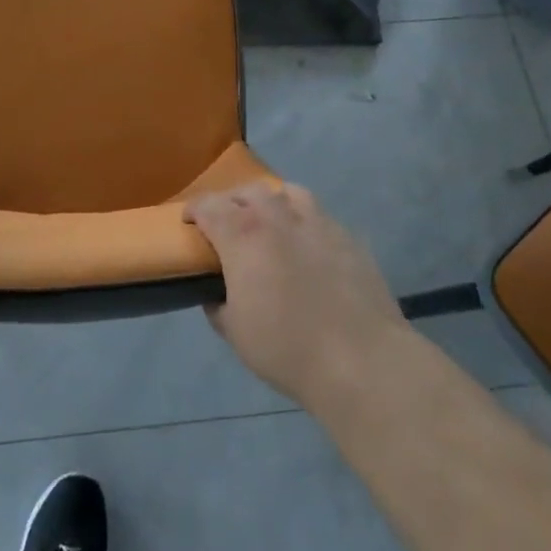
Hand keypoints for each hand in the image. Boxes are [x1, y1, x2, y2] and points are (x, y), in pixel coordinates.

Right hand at [186, 181, 412, 411]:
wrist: (361, 359)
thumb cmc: (287, 348)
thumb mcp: (236, 333)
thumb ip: (218, 306)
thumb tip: (216, 295)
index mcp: (243, 236)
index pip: (209, 206)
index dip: (194, 210)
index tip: (190, 221)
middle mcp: (277, 217)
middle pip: (248, 191)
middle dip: (232, 202)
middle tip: (228, 223)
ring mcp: (317, 222)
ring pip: (288, 192)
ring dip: (272, 202)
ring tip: (271, 222)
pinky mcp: (348, 237)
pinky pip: (320, 215)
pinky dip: (306, 222)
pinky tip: (308, 245)